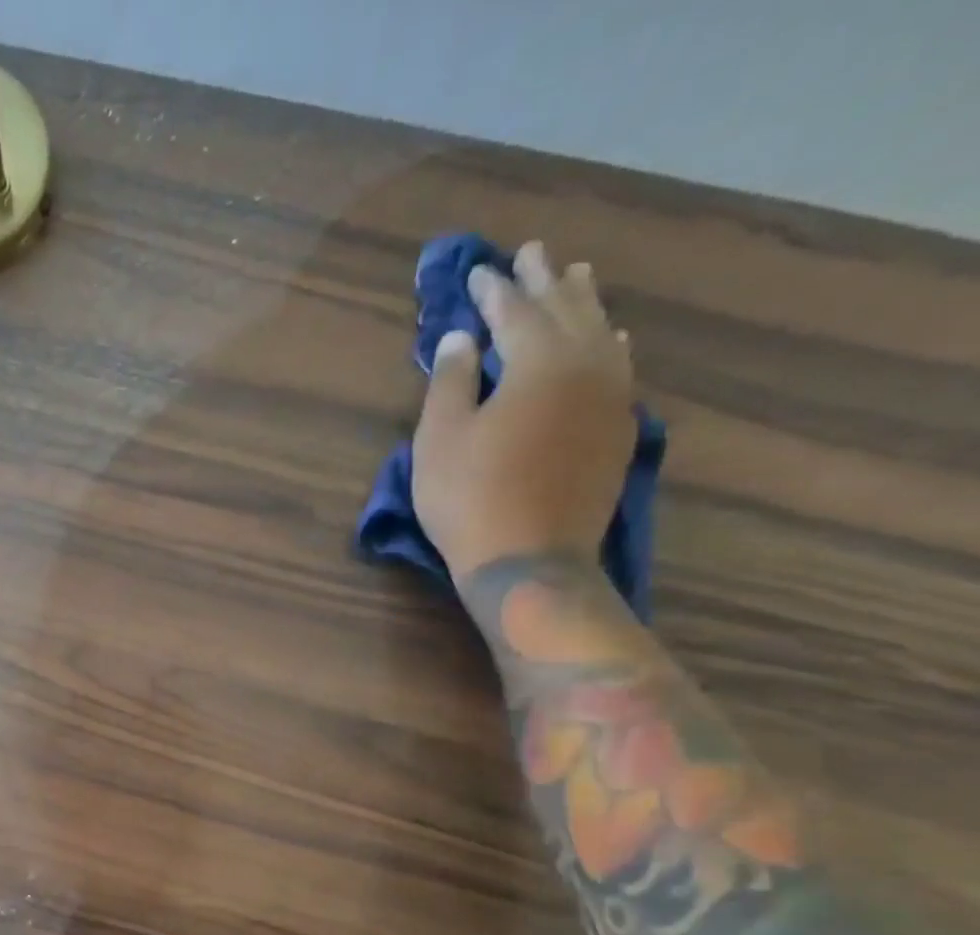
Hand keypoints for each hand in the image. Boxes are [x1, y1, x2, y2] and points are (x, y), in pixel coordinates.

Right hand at [413, 239, 636, 582]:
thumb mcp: (439, 441)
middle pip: (566, 309)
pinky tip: (609, 338)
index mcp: (538, 362)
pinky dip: (608, 343)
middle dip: (544, 279)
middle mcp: (586, 365)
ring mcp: (610, 396)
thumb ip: (450, 383)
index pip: (513, 312)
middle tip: (532, 252)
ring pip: (600, 331)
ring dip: (583, 302)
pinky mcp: (617, 428)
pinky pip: (618, 365)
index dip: (492, 290)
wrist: (529, 559)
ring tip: (575, 277)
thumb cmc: (470, 499)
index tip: (477, 271)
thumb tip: (459, 338)